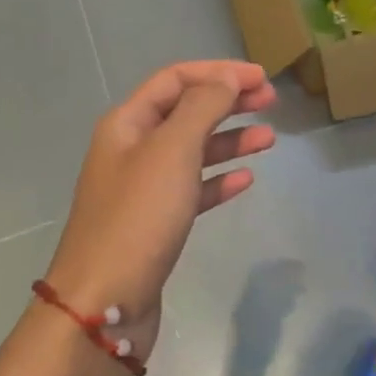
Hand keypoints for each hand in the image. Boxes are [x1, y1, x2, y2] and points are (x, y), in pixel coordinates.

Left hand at [42, 60, 276, 369]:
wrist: (104, 302)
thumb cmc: (138, 217)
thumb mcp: (172, 150)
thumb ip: (203, 108)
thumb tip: (228, 79)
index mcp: (127, 123)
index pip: (175, 79)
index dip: (219, 72)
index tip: (262, 78)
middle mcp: (131, 149)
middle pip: (185, 112)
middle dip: (228, 102)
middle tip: (271, 102)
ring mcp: (143, 189)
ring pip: (192, 152)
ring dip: (229, 140)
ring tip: (269, 139)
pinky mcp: (156, 224)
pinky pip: (193, 190)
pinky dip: (218, 180)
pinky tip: (245, 179)